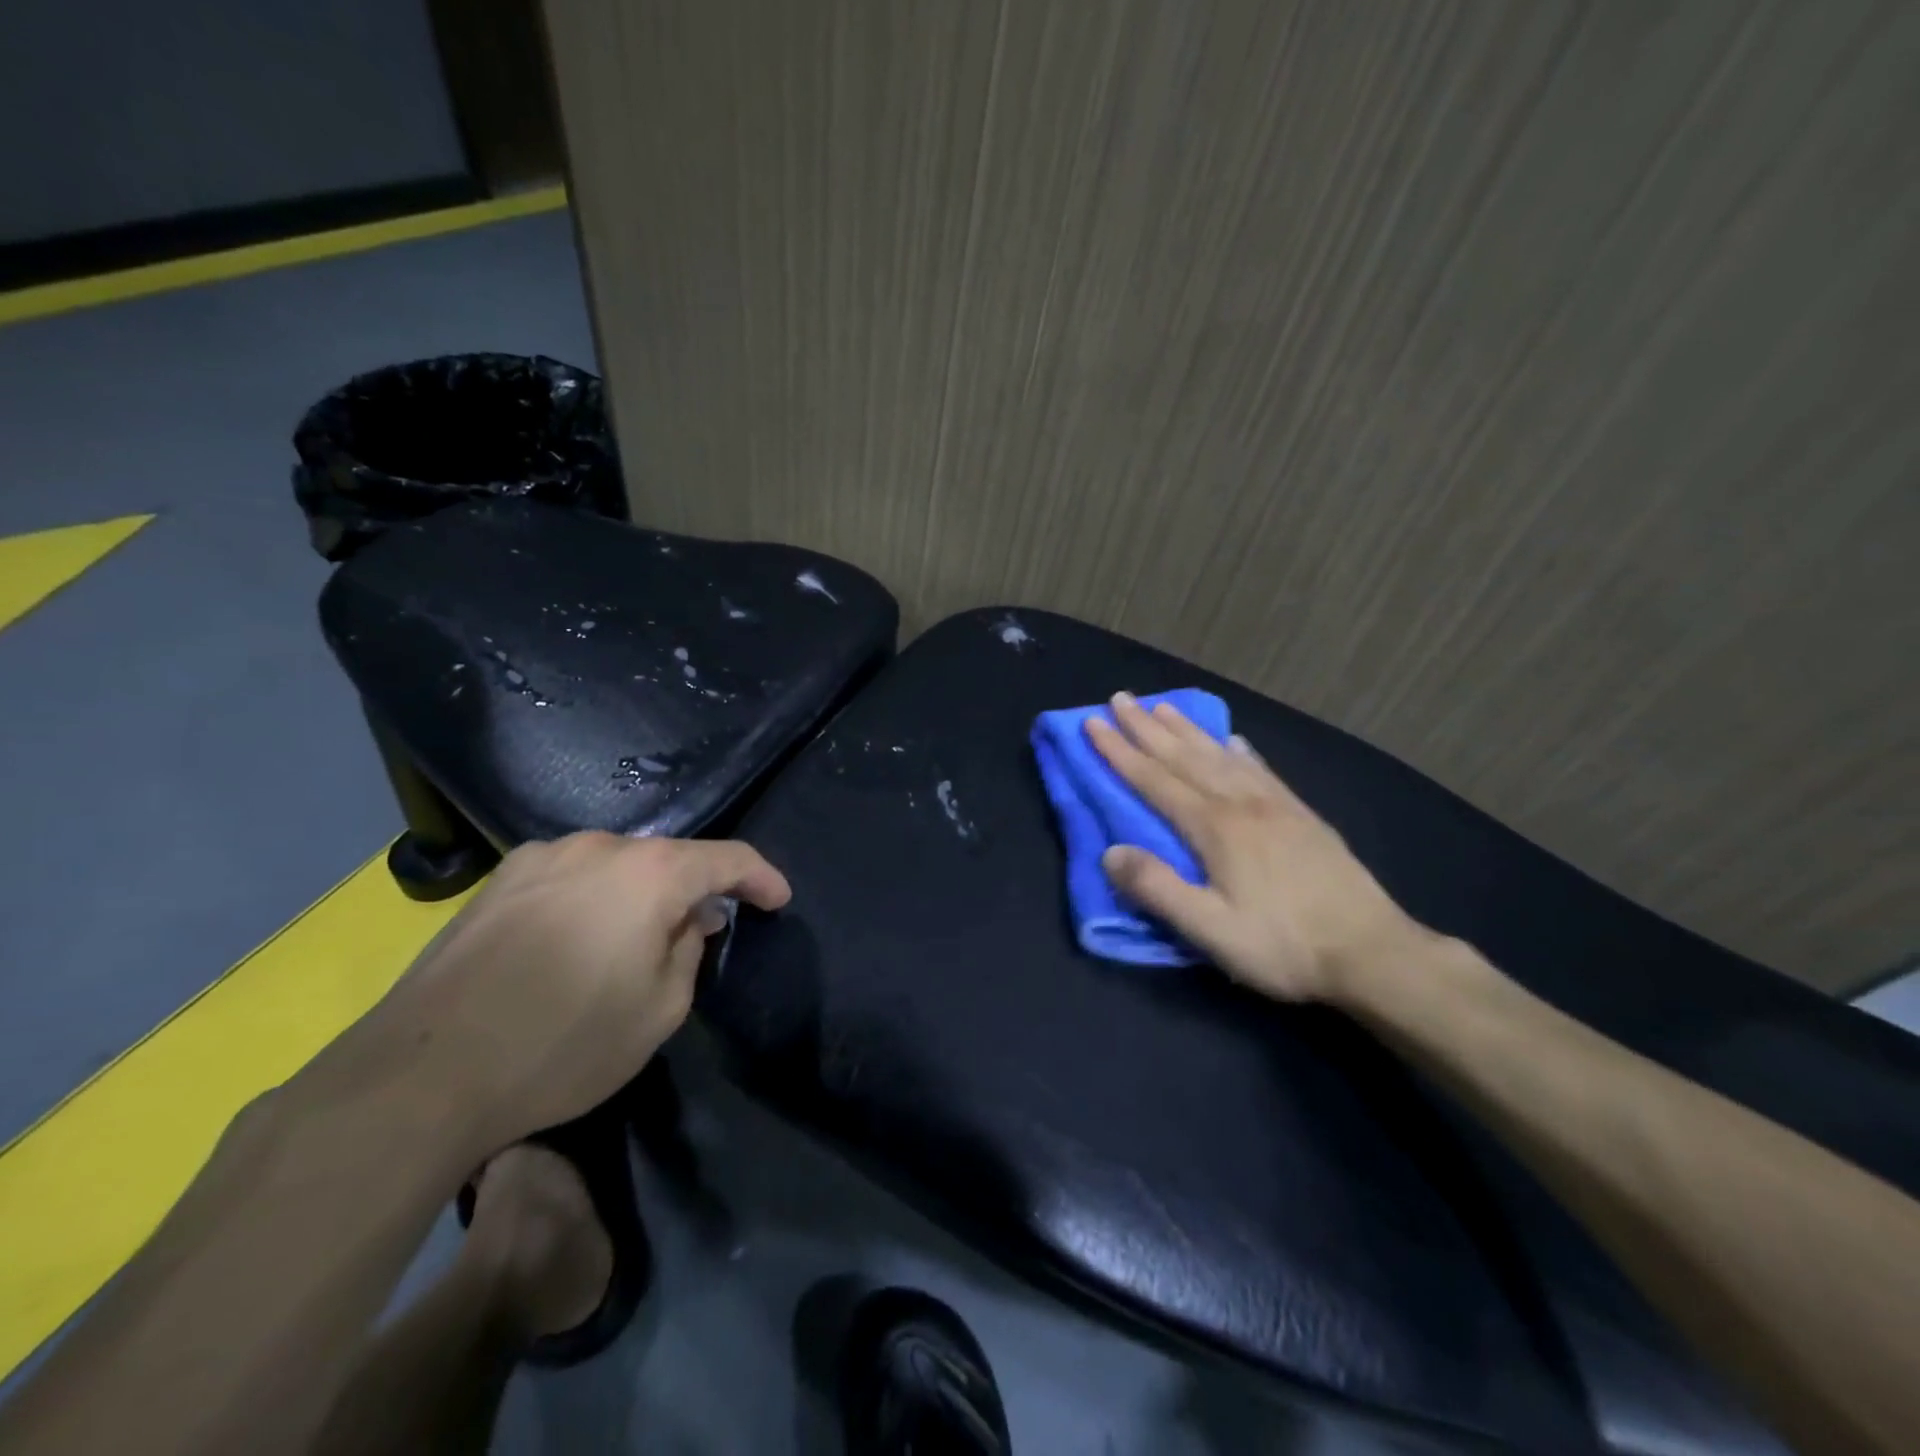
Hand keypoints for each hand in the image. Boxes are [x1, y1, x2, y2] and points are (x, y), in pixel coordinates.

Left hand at [303, 832, 789, 1152]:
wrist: (421, 1074)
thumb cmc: (563, 1044)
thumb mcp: (660, 1010)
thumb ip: (689, 950)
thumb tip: (687, 921)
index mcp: (650, 872)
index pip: (728, 858)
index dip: (762, 877)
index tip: (778, 900)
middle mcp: (598, 847)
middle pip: (668, 859)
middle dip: (696, 890)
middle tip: (706, 930)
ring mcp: (540, 858)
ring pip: (616, 866)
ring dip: (641, 894)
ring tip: (638, 938)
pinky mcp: (497, 882)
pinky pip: (569, 877)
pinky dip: (594, 899)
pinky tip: (579, 941)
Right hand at [1086, 693, 1428, 1003]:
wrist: (1373, 953)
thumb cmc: (1284, 946)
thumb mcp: (1212, 930)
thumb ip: (1158, 888)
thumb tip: (1110, 852)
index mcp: (1215, 827)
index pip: (1154, 780)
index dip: (1119, 752)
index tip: (1092, 723)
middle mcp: (1242, 804)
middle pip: (1184, 756)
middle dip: (1146, 727)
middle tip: (1119, 698)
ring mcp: (1276, 806)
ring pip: (1221, 755)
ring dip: (1187, 730)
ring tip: (1163, 707)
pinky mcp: (1302, 816)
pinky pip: (1261, 770)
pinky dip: (1240, 751)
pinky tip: (1234, 741)